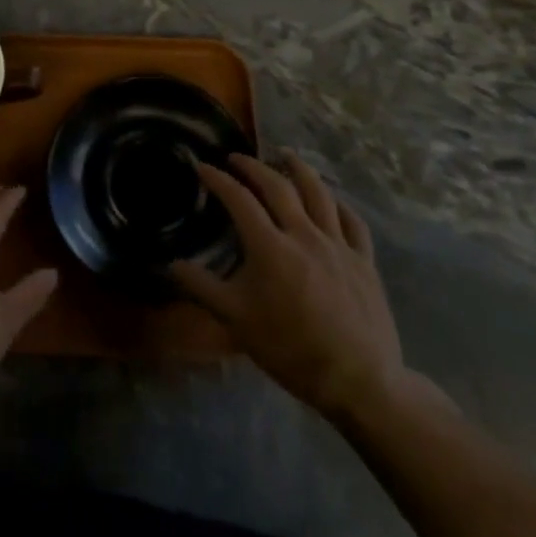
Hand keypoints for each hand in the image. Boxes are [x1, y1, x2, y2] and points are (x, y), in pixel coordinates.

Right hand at [171, 154, 415, 423]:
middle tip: (237, 157)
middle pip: (278, 186)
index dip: (218, 179)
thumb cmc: (290, 349)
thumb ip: (202, 287)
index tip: (202, 166)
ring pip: (318, 194)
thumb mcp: (236, 320)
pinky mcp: (364, 260)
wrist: (358, 381)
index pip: (239, 199)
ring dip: (299, 169)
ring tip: (286, 155)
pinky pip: (353, 222)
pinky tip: (332, 200)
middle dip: (253, 166)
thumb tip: (171, 264)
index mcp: (270, 246)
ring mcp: (338, 245)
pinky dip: (339, 204)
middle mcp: (304, 234)